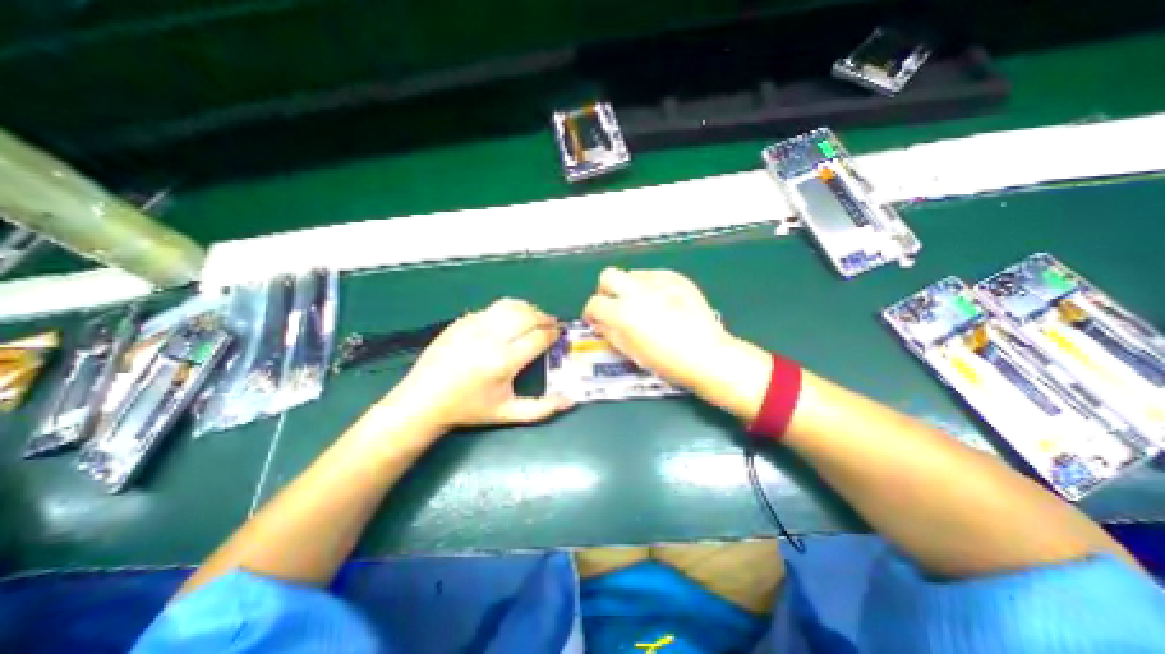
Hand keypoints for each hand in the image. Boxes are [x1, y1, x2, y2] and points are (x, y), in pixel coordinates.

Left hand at [386, 300, 571, 430]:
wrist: (424, 401)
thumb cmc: (469, 409)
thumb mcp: (508, 413)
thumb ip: (542, 408)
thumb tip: (571, 400)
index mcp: (503, 361)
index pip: (538, 337)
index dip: (553, 333)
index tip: (559, 335)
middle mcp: (490, 338)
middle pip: (527, 316)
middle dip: (545, 317)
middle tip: (552, 324)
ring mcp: (473, 326)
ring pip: (510, 306)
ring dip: (528, 309)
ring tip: (535, 317)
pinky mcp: (462, 321)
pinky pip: (492, 309)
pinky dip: (508, 310)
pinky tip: (510, 320)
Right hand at [581, 268, 734, 391]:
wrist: (707, 355)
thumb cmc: (668, 362)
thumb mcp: (631, 352)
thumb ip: (611, 333)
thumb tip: (602, 323)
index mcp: (623, 313)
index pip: (594, 304)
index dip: (592, 313)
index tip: (596, 320)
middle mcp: (637, 292)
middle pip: (608, 276)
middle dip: (606, 291)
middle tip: (614, 305)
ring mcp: (659, 282)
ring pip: (632, 274)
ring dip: (629, 288)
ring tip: (641, 305)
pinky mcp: (677, 279)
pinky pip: (654, 276)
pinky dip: (650, 287)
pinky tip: (661, 302)